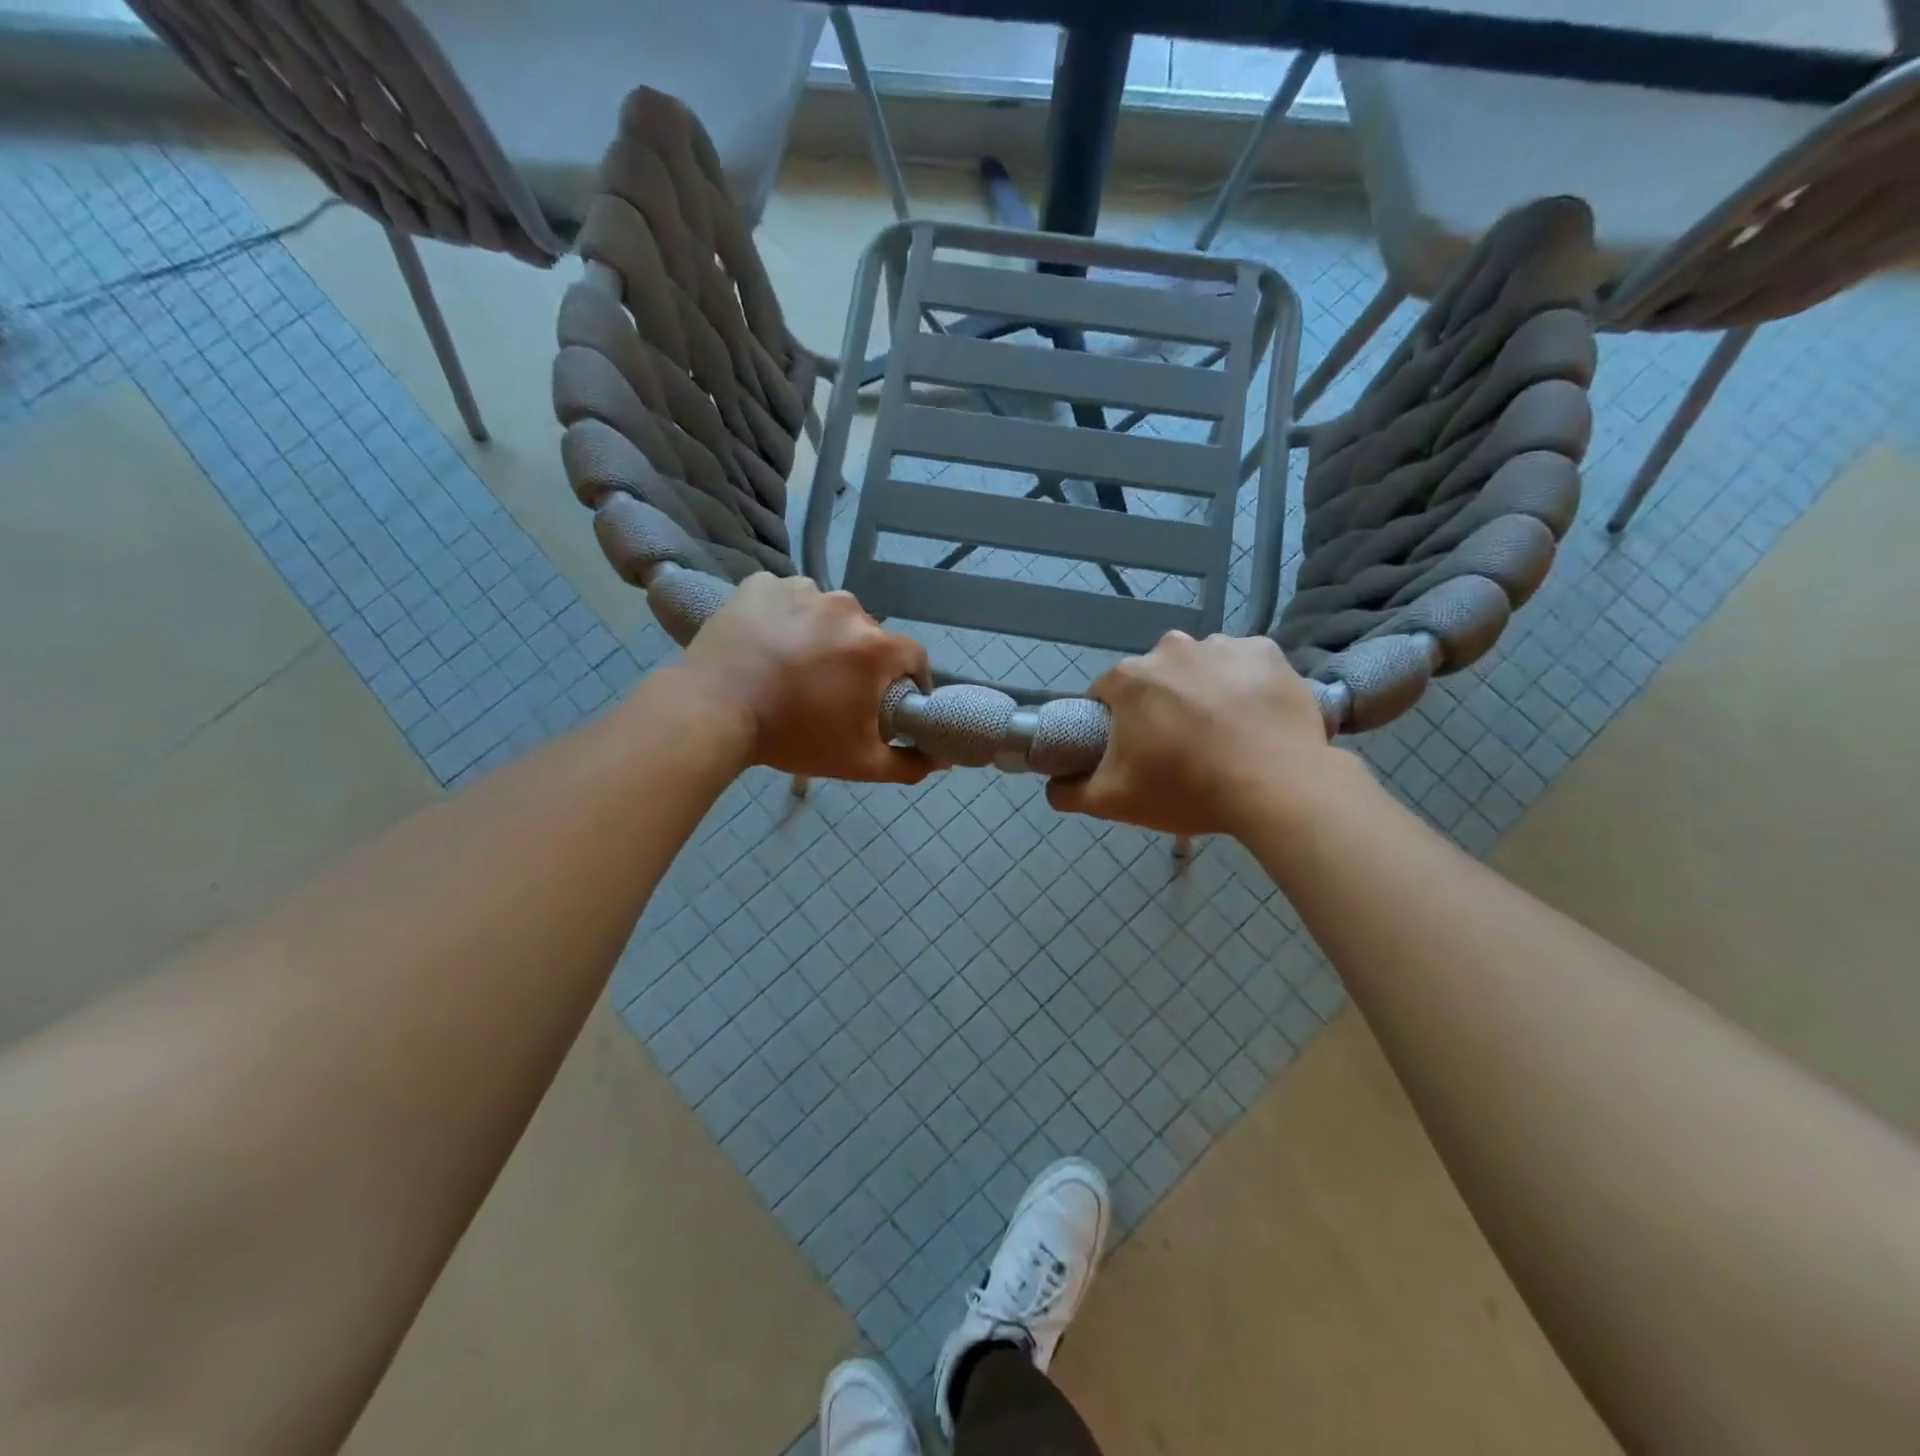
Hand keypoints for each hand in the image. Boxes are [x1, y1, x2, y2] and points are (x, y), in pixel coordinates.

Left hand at [680, 574, 933, 783]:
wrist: (712, 711)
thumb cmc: (792, 736)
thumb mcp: (858, 763)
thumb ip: (907, 764)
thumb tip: (940, 760)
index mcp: (874, 646)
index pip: (913, 657)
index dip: (907, 680)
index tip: (891, 700)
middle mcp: (846, 607)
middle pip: (868, 635)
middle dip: (859, 660)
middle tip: (832, 690)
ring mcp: (801, 590)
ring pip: (827, 614)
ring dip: (821, 636)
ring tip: (794, 666)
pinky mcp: (761, 585)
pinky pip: (787, 598)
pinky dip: (784, 617)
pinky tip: (768, 644)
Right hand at [1047, 632, 1341, 835]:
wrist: (1278, 787)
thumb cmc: (1186, 788)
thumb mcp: (1114, 801)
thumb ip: (1070, 792)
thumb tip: (1052, 786)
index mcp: (1130, 679)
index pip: (1105, 694)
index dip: (1113, 723)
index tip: (1132, 750)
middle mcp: (1170, 648)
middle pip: (1154, 678)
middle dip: (1159, 705)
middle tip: (1179, 747)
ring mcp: (1222, 645)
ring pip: (1199, 667)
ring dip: (1202, 691)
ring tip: (1223, 734)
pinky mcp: (1266, 652)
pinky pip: (1244, 665)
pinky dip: (1244, 684)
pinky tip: (1254, 718)